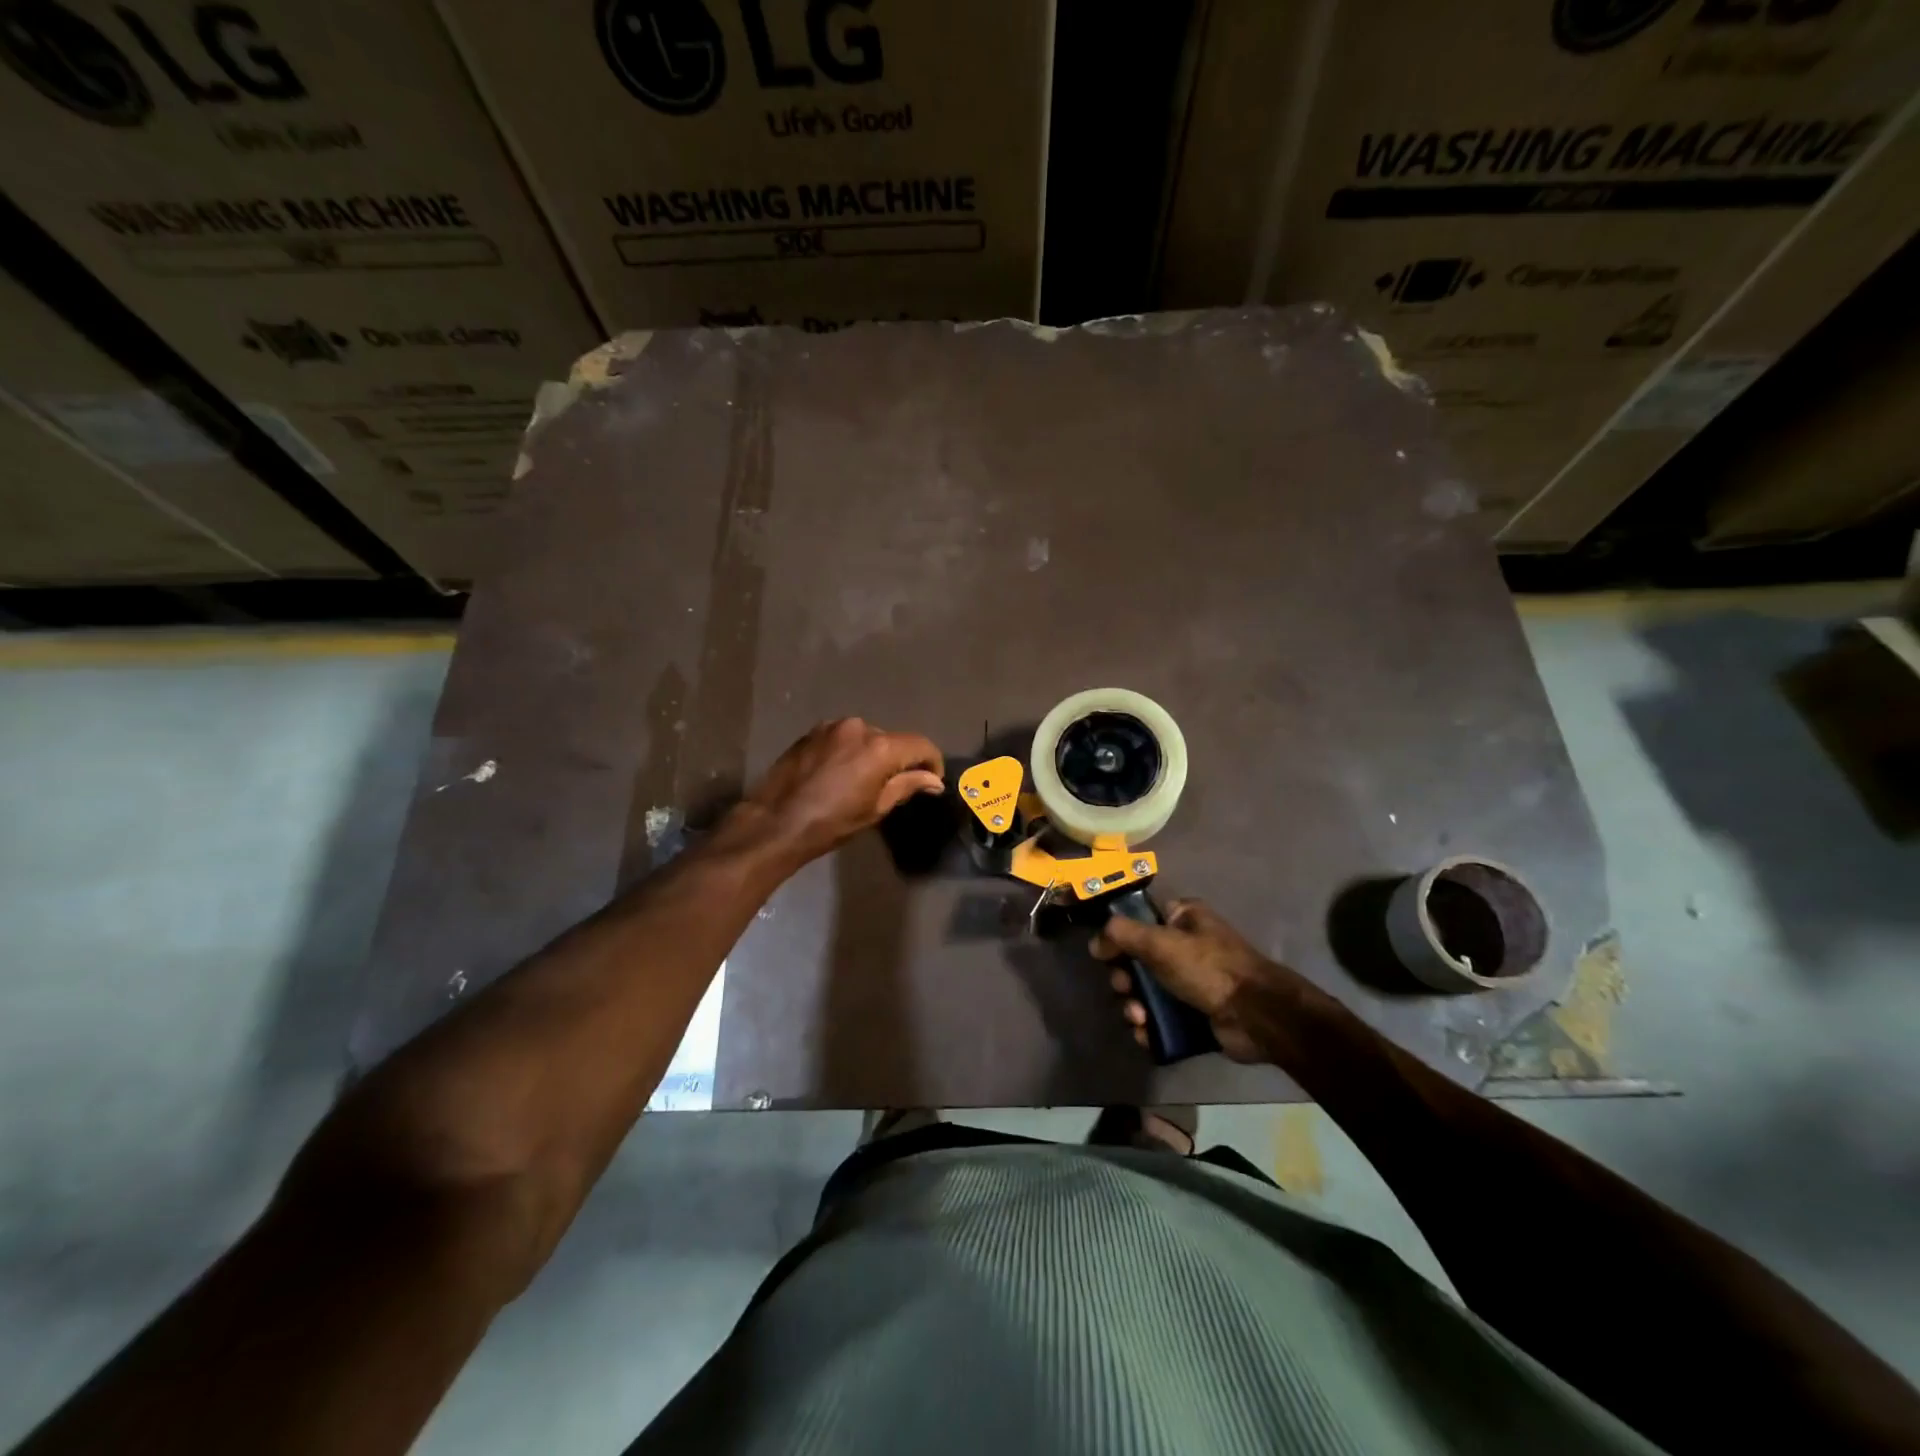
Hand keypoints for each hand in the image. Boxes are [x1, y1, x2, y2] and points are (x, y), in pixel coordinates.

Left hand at [735, 718, 943, 866]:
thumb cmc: (832, 822)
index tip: (931, 781)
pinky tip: (838, 774)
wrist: (776, 822)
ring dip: (871, 754)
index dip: (932, 762)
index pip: (920, 745)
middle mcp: (858, 727)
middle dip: (898, 760)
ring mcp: (832, 726)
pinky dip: (849, 751)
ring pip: (865, 737)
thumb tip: (933, 781)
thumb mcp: (876, 808)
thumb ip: (907, 786)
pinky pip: (842, 738)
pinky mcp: (812, 732)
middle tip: (893, 787)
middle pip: (891, 740)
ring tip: (861, 781)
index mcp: (879, 747)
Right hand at [1090, 899, 1302, 1063]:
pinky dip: (1149, 1026)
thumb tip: (1095, 941)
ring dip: (1134, 1006)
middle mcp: (1187, 945)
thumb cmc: (1209, 968)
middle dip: (1126, 978)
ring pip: (1146, 991)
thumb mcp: (1161, 943)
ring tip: (1139, 1018)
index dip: (1120, 935)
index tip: (1106, 954)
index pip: (1141, 918)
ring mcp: (1191, 982)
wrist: (1256, 1016)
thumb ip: (1122, 935)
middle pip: (1138, 959)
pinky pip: (1161, 1017)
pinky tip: (1145, 1034)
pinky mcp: (1195, 1013)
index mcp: (1184, 918)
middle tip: (1125, 989)